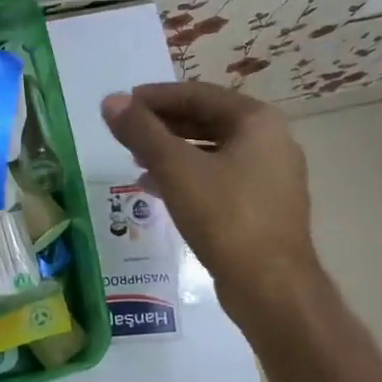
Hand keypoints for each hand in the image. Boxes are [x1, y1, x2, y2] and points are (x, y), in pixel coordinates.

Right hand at [101, 82, 316, 318]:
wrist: (271, 287)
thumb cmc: (225, 217)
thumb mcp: (176, 169)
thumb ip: (141, 131)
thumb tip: (110, 101)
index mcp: (257, 122)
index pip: (199, 94)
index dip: (156, 96)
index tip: (123, 104)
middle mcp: (271, 141)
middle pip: (207, 121)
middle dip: (164, 125)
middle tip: (126, 132)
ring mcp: (270, 177)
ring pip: (212, 152)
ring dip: (173, 152)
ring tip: (135, 159)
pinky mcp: (263, 208)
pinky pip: (219, 179)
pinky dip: (188, 177)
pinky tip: (155, 189)